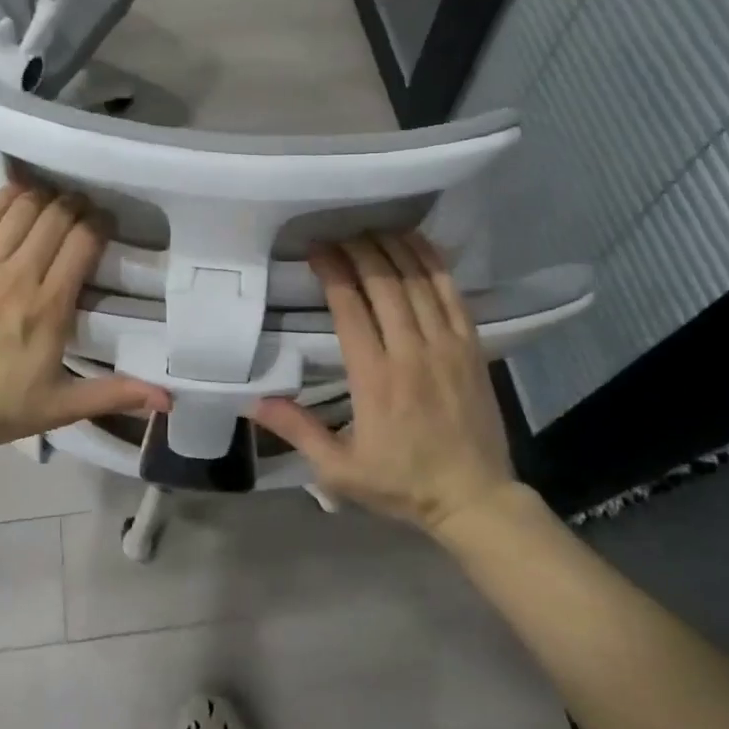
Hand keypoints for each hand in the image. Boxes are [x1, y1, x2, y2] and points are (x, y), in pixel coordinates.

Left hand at [0, 182, 169, 451]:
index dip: (100, 224)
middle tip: (84, 211)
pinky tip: (19, 195)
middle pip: (56, 217)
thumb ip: (115, 394)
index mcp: (49, 307)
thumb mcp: (60, 407)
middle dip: (77, 206)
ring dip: (45, 198)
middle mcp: (18, 275)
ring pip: (22, 208)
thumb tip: (168, 398)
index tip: (107, 224)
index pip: (83, 242)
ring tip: (54, 202)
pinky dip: (6, 197)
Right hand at [250, 232, 515, 536]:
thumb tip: (254, 401)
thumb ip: (298, 430)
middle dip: (359, 251)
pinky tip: (416, 244)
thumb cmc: (402, 483)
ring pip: (417, 282)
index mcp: (375, 379)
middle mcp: (410, 352)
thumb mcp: (339, 470)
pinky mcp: (471, 347)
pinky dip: (432, 264)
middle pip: (384, 284)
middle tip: (339, 234)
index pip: (350, 308)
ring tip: (371, 230)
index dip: (332, 271)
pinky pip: (451, 293)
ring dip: (393, 249)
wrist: (475, 498)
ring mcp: (446, 346)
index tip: (316, 250)